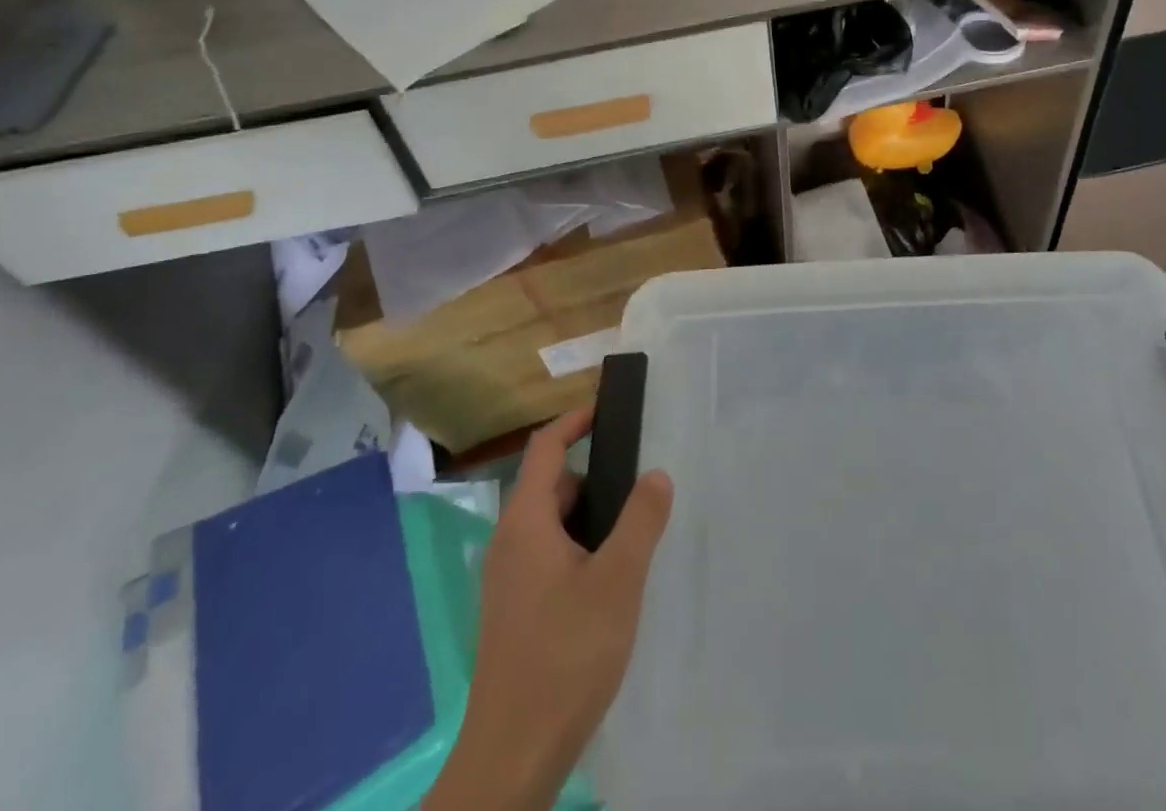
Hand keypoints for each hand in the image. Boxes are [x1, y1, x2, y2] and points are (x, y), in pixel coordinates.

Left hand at [428, 410, 673, 810]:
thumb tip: (656, 473)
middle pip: (551, 486)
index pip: (545, 447)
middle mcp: (509, 542)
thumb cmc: (565, 655)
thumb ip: (640, 520)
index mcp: (525, 523)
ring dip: (590, 519)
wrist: (512, 758)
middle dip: (595, 478)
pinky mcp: (514, 611)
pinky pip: (548, 556)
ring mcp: (508, 580)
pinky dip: (580, 549)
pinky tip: (610, 584)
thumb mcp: (617, 581)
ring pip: (552, 525)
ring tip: (633, 537)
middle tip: (639, 487)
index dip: (575, 420)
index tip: (608, 407)